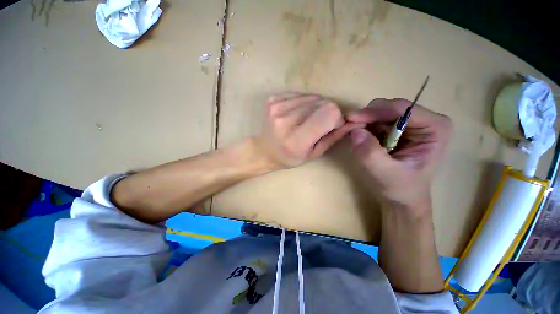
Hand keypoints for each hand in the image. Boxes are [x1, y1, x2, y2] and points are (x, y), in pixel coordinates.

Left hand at [255, 93, 363, 169]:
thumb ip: (334, 137)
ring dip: (315, 107)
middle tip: (318, 124)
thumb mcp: (313, 154)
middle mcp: (284, 121)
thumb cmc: (289, 157)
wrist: (263, 150)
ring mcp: (276, 107)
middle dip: (327, 112)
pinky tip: (297, 114)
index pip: (328, 114)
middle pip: (322, 102)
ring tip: (306, 120)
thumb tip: (356, 122)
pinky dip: (304, 103)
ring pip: (312, 96)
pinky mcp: (272, 99)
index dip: (336, 117)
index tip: (332, 126)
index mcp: (295, 140)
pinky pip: (300, 94)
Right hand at [346, 98, 451, 209]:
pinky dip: (362, 127)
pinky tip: (356, 136)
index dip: (375, 112)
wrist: (400, 198)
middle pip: (389, 108)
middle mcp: (423, 120)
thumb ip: (371, 154)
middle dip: (366, 117)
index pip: (403, 109)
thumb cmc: (401, 188)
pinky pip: (374, 121)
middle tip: (347, 127)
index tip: (351, 119)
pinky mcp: (394, 129)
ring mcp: (408, 124)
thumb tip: (355, 132)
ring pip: (379, 113)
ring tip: (350, 134)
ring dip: (362, 122)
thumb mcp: (386, 174)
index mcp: (434, 127)